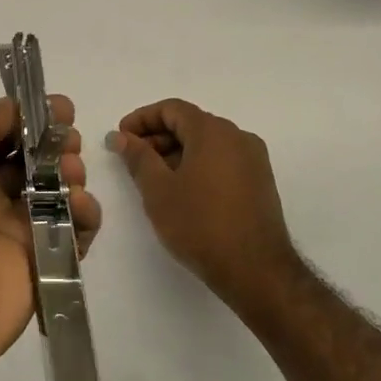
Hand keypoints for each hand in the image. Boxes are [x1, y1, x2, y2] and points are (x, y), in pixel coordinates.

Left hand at [0, 97, 100, 380]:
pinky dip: (85, 217)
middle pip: (28, 160)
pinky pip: (70, 237)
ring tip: (71, 173)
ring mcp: (4, 234)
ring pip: (53, 194)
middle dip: (55, 143)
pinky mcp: (33, 271)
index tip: (60, 108)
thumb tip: (16, 115)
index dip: (28, 117)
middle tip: (69, 141)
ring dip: (70, 174)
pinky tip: (81, 208)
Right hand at [107, 99, 297, 311]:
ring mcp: (253, 159)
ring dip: (177, 152)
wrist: (256, 271)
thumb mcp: (158, 190)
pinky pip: (222, 160)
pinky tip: (182, 191)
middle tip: (132, 160)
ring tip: (154, 179)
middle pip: (190, 123)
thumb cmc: (200, 225)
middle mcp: (237, 136)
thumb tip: (120, 136)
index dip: (142, 119)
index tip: (121, 138)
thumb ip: (137, 157)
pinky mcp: (260, 181)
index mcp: (213, 131)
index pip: (172, 109)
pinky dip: (198, 165)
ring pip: (207, 143)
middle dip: (157, 136)